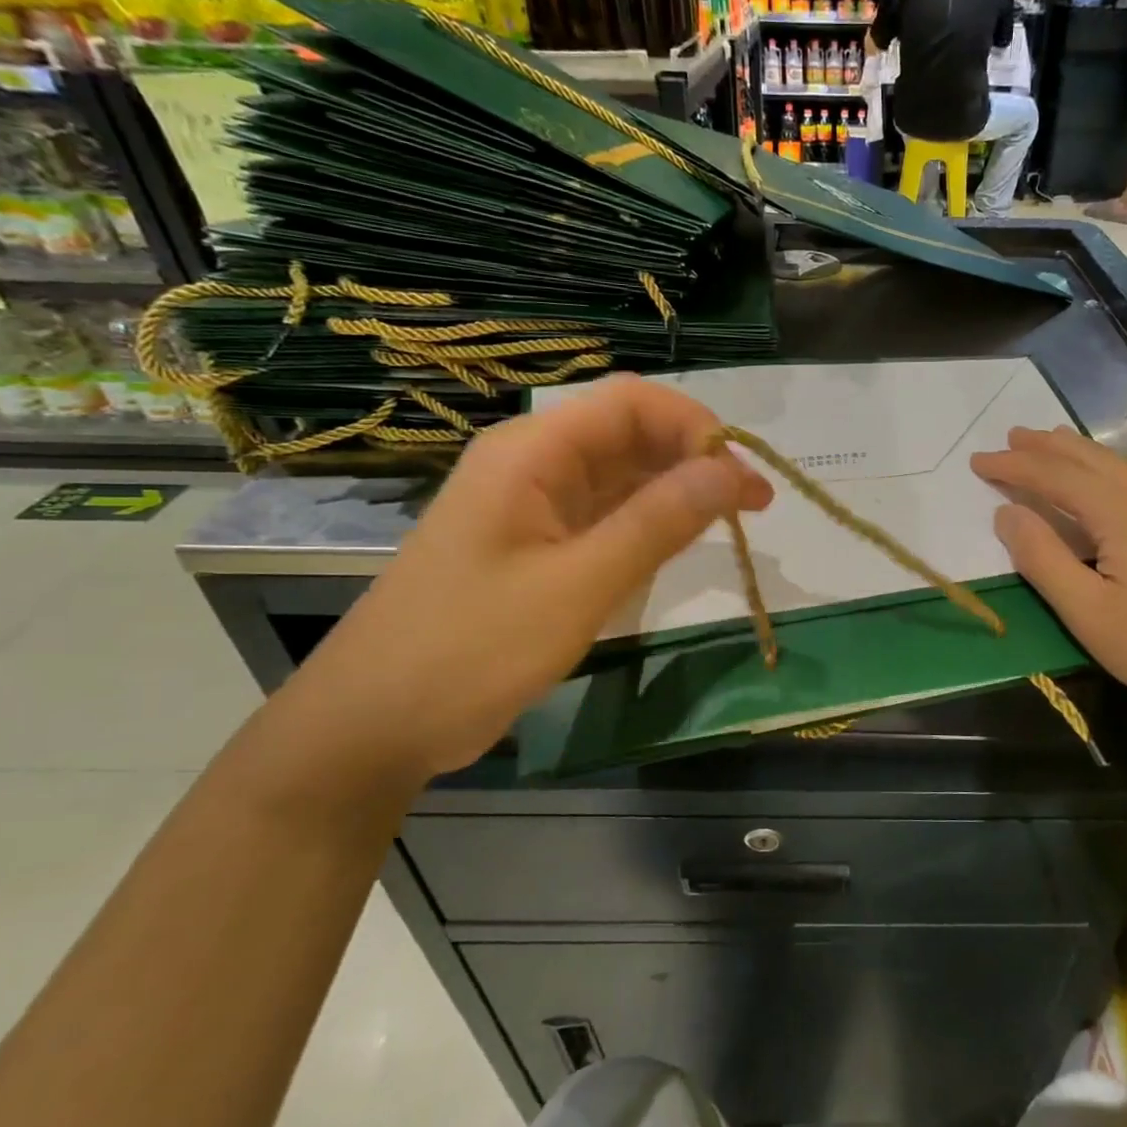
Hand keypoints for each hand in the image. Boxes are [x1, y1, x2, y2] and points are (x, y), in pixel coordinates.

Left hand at [288, 376, 773, 781]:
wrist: (373, 723)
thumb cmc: (471, 649)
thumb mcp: (578, 586)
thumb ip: (658, 523)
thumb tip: (733, 472)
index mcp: (532, 452)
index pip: (631, 403)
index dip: (697, 426)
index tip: (743, 479)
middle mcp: (533, 464)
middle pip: (630, 433)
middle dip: (697, 458)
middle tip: (754, 507)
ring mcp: (533, 506)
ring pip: (622, 475)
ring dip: (678, 490)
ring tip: (733, 523)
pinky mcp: (536, 544)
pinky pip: (605, 514)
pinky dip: (649, 522)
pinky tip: (681, 544)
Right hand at [971, 426, 1126, 732]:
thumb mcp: (1087, 612)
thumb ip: (1042, 558)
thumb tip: (1006, 513)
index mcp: (1123, 514)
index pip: (1056, 477)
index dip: (1014, 467)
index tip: (977, 461)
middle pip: (1093, 461)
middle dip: (1048, 447)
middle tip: (1014, 436)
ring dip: (1084, 456)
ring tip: (1058, 445)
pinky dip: (1118, 479)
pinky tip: (1123, 494)